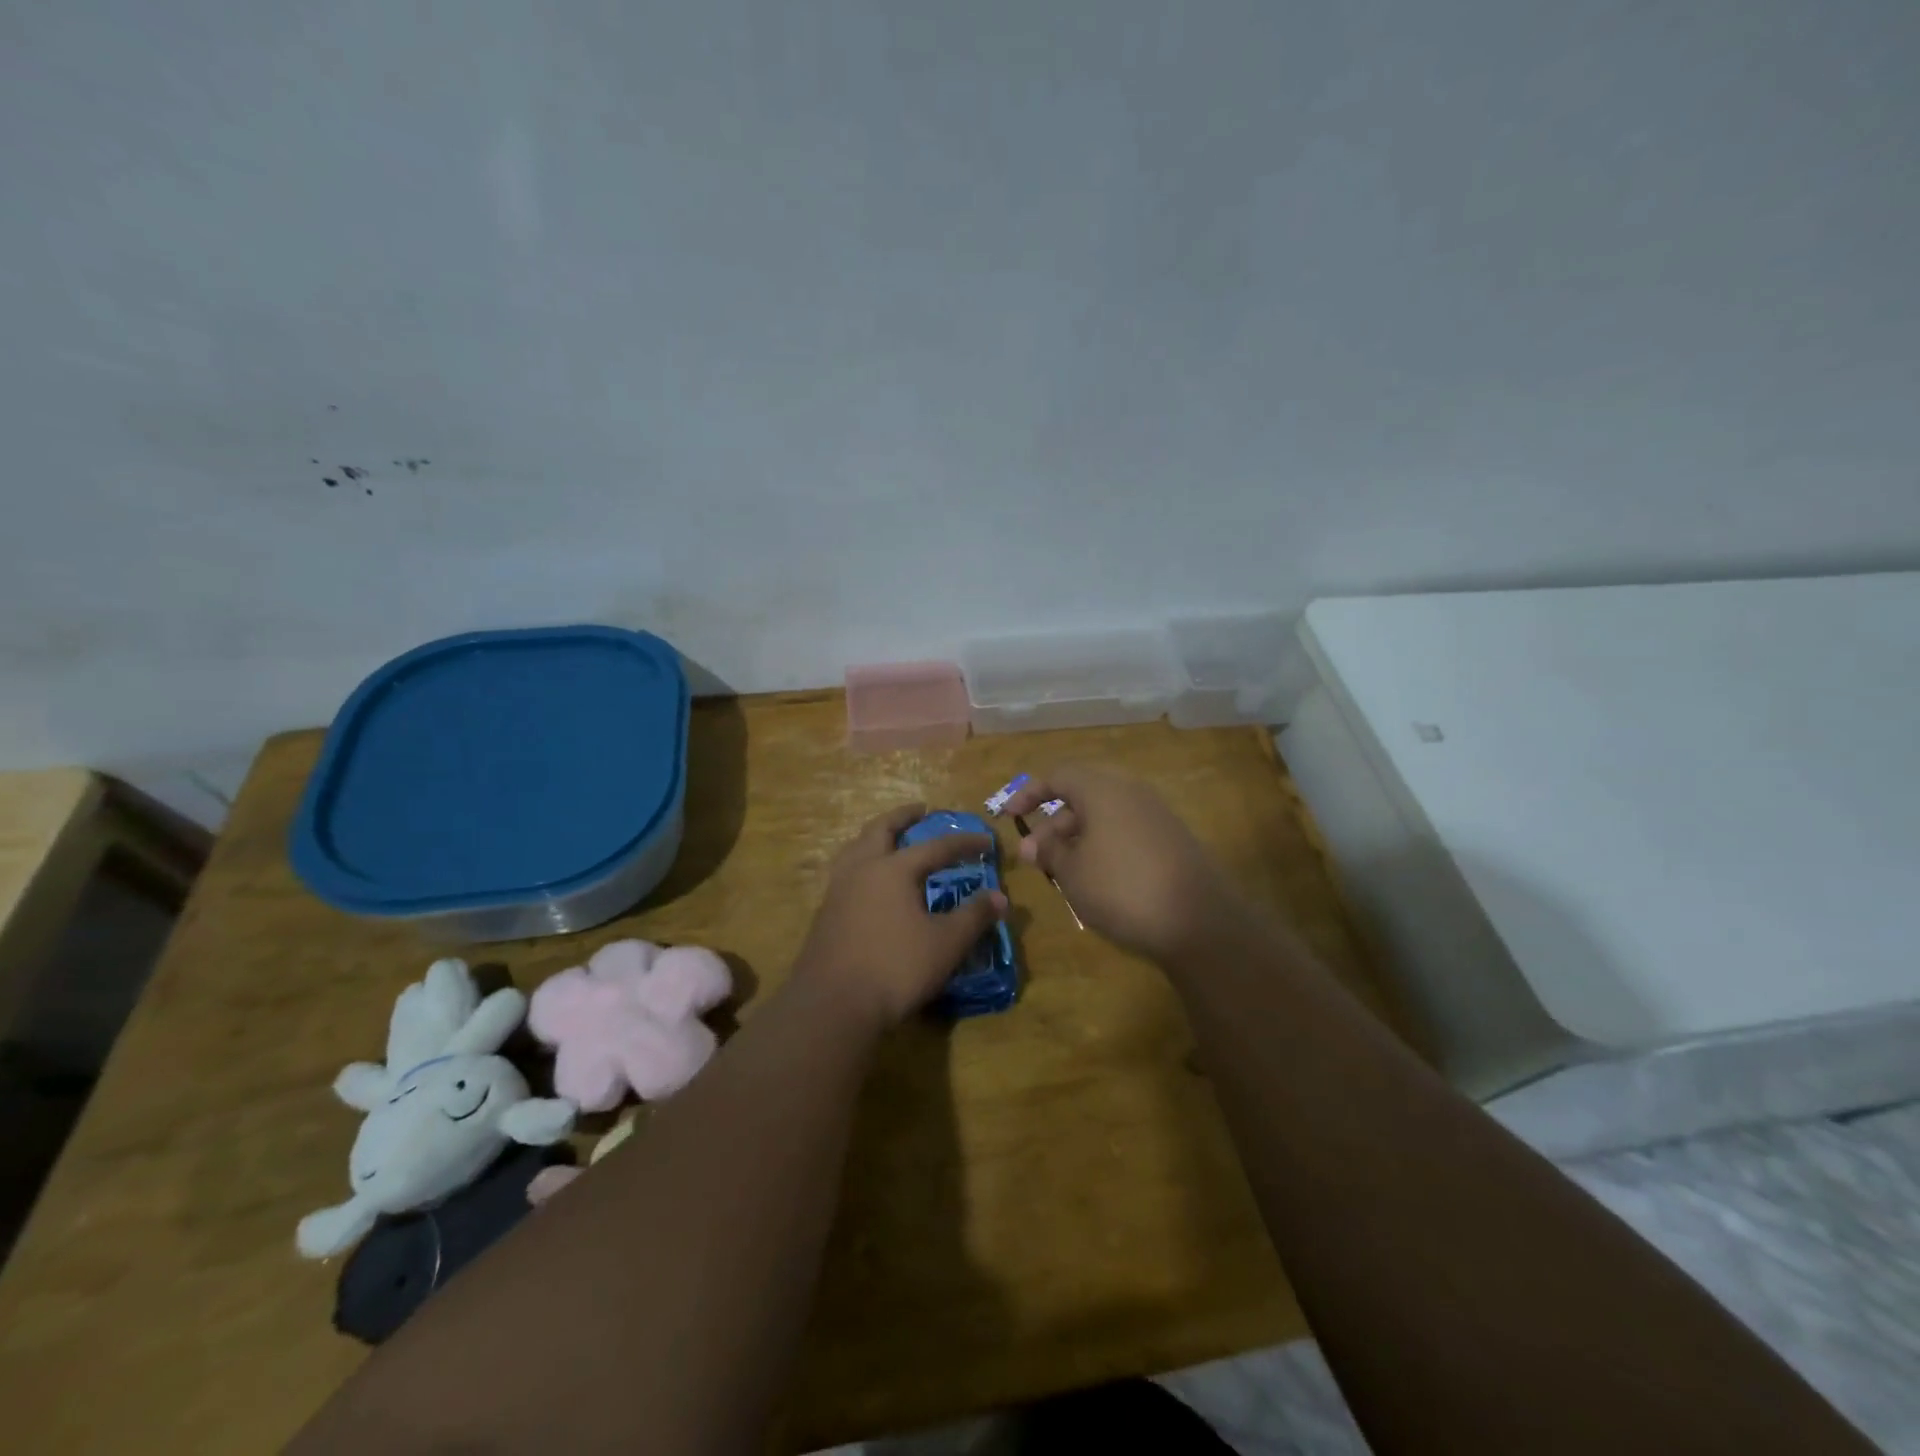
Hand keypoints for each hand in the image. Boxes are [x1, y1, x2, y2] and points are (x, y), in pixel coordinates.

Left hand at [791, 804, 1008, 1027]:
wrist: (831, 1004)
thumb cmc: (894, 968)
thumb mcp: (945, 944)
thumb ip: (973, 917)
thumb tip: (1000, 897)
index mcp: (893, 869)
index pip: (935, 847)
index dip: (963, 843)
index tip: (986, 841)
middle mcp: (862, 869)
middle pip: (881, 830)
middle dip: (903, 817)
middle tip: (920, 811)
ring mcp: (838, 890)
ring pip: (856, 848)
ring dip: (875, 836)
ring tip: (889, 838)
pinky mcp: (825, 914)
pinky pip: (846, 872)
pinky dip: (862, 862)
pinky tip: (869, 881)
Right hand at [1003, 765, 1245, 963]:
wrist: (1199, 921)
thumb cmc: (1121, 888)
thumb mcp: (1072, 872)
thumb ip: (1048, 852)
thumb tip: (1031, 844)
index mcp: (1103, 789)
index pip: (1058, 776)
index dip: (1029, 794)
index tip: (1010, 817)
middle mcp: (1131, 792)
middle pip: (1082, 796)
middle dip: (1053, 825)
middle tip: (1034, 858)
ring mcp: (1156, 815)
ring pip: (1104, 816)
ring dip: (1076, 839)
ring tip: (1061, 874)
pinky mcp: (1171, 839)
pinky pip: (1125, 831)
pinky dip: (1103, 846)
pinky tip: (1096, 879)